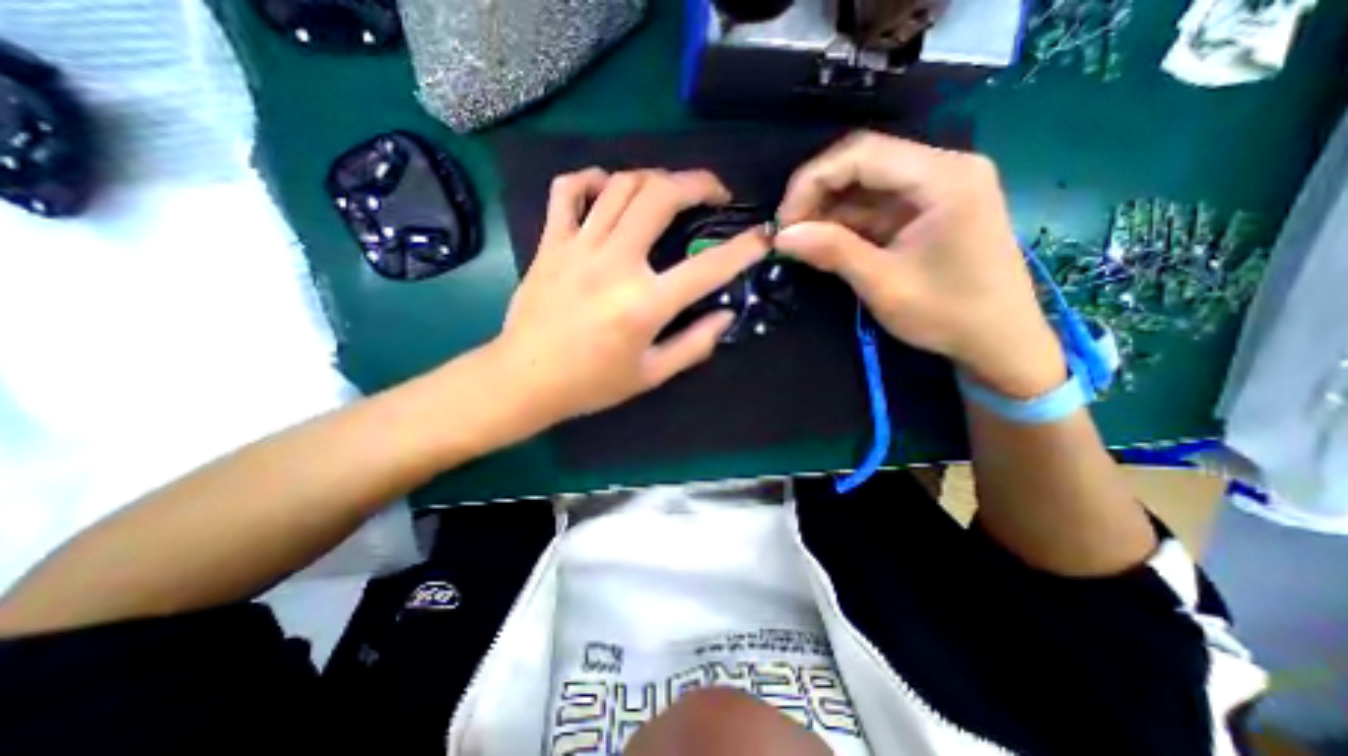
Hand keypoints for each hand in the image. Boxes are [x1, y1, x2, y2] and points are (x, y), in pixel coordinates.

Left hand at [492, 166, 772, 423]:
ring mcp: (578, 247)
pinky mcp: (550, 243)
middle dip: (698, 183)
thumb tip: (725, 315)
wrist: (526, 379)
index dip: (743, 249)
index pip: (707, 267)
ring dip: (654, 177)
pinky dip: (590, 179)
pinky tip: (607, 188)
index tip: (762, 235)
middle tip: (715, 193)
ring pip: (620, 184)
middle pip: (660, 196)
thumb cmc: (592, 383)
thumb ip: (695, 344)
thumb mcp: (652, 375)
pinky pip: (567, 190)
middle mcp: (614, 264)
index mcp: (644, 304)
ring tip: (669, 191)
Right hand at [781, 129, 1062, 398]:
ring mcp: (938, 187)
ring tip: (800, 240)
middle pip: (864, 162)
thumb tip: (781, 236)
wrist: (1000, 341)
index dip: (812, 181)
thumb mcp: (884, 284)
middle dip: (817, 194)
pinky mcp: (930, 209)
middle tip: (788, 231)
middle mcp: (944, 168)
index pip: (862, 153)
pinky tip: (824, 241)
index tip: (783, 221)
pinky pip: (878, 205)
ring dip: (829, 209)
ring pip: (867, 183)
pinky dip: (847, 222)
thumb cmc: (948, 314)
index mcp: (943, 177)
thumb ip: (832, 252)